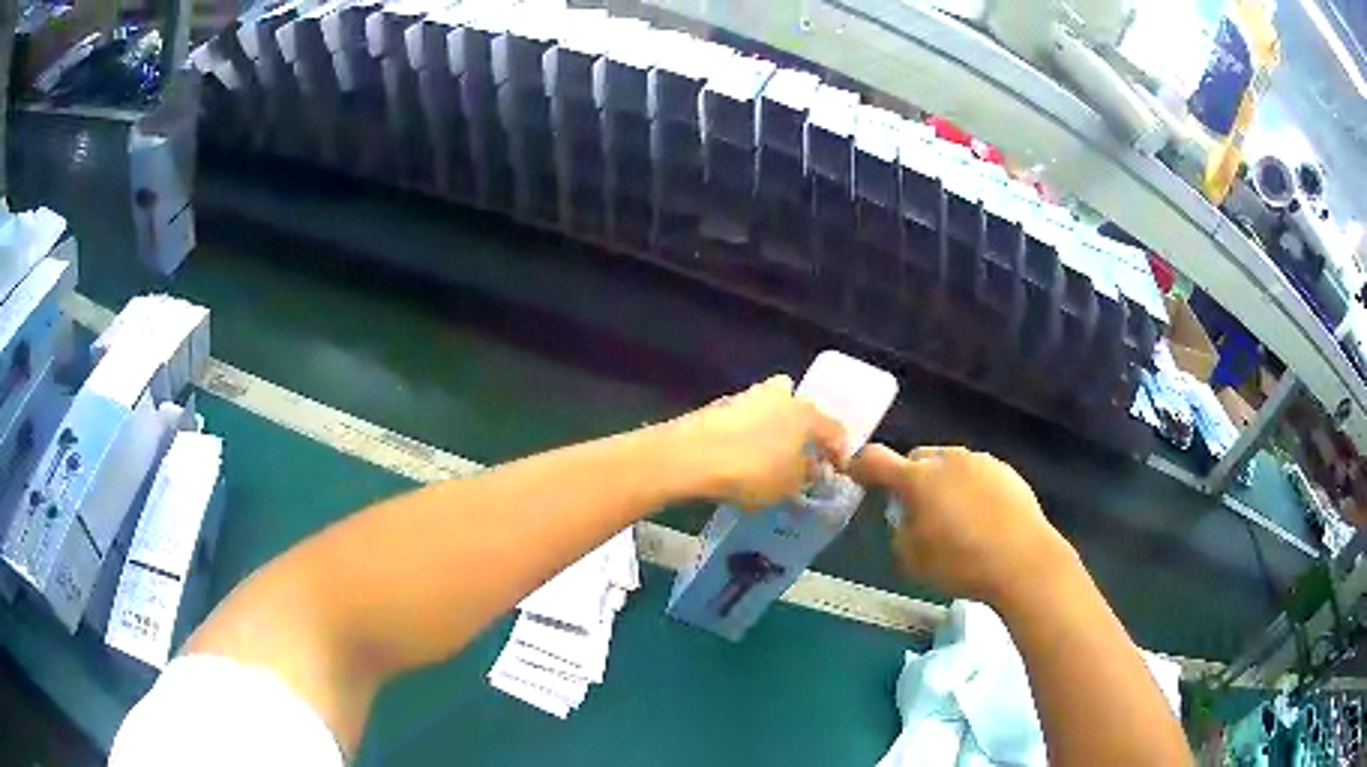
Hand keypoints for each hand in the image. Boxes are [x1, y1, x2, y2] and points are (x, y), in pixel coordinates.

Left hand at [665, 375, 846, 509]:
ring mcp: (749, 395)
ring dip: (772, 426)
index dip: (839, 451)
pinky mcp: (720, 404)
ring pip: (771, 407)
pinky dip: (746, 431)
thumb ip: (805, 475)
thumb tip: (809, 467)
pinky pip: (744, 417)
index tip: (836, 469)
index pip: (835, 430)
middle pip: (801, 408)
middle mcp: (782, 396)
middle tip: (798, 453)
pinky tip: (738, 453)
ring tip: (765, 456)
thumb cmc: (751, 471)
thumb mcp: (788, 485)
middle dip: (803, 427)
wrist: (691, 455)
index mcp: (807, 415)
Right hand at [849, 444, 1078, 610]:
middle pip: (918, 458)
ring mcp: (980, 461)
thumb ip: (900, 533)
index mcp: (918, 479)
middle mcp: (948, 460)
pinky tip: (982, 517)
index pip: (876, 460)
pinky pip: (977, 473)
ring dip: (944, 483)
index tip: (854, 474)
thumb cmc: (962, 564)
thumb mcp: (914, 561)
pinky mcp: (1006, 470)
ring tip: (955, 517)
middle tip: (916, 509)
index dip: (860, 465)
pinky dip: (971, 488)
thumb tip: (905, 519)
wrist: (1024, 561)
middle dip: (912, 478)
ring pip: (950, 465)